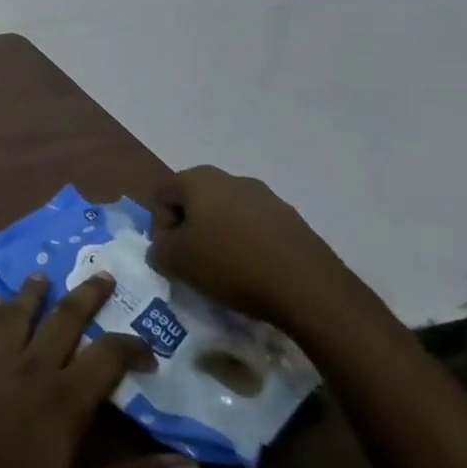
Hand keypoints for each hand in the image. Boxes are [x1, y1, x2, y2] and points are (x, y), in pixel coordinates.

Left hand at [0, 273, 201, 467]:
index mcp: (63, 396)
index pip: (106, 357)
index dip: (131, 346)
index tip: (149, 346)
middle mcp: (30, 363)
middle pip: (63, 319)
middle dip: (86, 297)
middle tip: (102, 274)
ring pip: (18, 312)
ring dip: (35, 293)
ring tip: (44, 275)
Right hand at [143, 165, 361, 333]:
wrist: (308, 288)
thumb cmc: (230, 265)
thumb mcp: (176, 262)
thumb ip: (158, 250)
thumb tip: (162, 248)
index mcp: (199, 179)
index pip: (162, 196)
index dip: (161, 228)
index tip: (173, 257)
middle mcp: (232, 178)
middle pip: (196, 202)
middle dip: (192, 231)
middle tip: (196, 264)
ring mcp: (267, 198)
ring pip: (229, 216)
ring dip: (222, 238)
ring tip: (229, 273)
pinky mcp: (293, 221)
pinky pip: (258, 230)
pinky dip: (250, 247)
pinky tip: (257, 274)